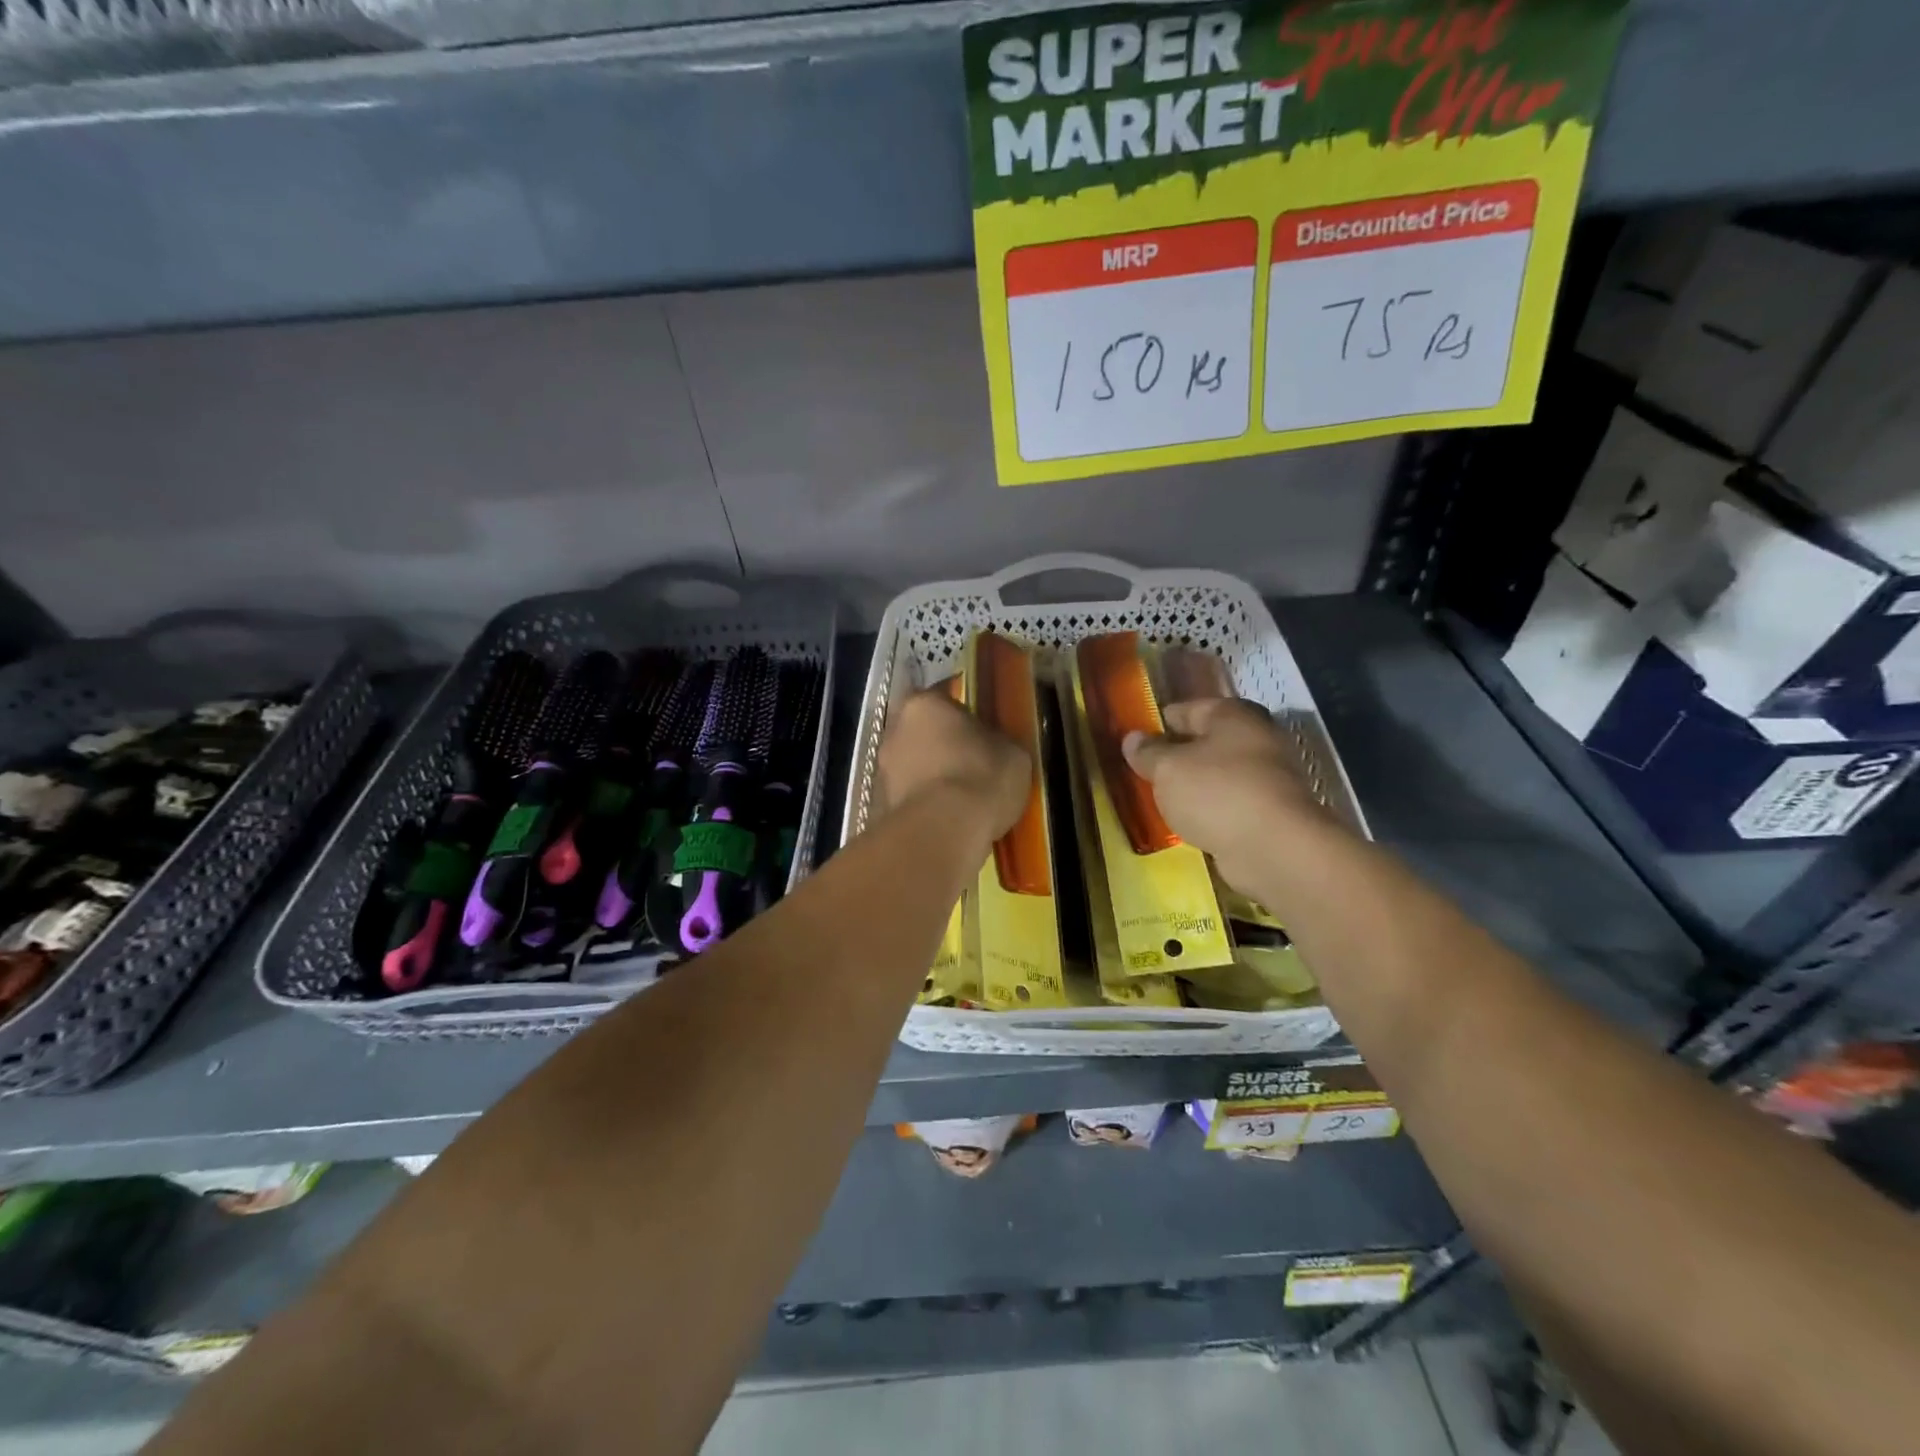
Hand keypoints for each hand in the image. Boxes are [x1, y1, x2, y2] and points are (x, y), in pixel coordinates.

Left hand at [879, 688, 1031, 843]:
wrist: (943, 832)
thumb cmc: (980, 777)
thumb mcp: (1013, 753)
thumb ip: (998, 742)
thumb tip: (994, 747)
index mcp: (924, 704)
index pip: (945, 696)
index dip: (965, 712)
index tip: (982, 727)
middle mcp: (894, 730)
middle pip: (922, 731)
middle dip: (942, 744)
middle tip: (971, 761)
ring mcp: (883, 769)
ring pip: (912, 766)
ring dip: (931, 775)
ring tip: (960, 796)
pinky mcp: (880, 806)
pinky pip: (909, 797)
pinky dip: (925, 803)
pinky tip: (948, 818)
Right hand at [1121, 698, 1331, 898]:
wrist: (1275, 850)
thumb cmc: (1217, 793)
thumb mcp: (1168, 769)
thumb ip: (1148, 752)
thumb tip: (1132, 738)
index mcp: (1233, 715)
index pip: (1186, 709)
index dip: (1157, 723)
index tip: (1132, 740)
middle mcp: (1255, 738)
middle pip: (1205, 741)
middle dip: (1175, 755)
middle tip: (1143, 771)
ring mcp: (1267, 777)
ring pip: (1217, 774)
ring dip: (1193, 785)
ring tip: (1160, 798)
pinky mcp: (1270, 812)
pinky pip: (1228, 804)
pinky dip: (1209, 810)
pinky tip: (1187, 822)